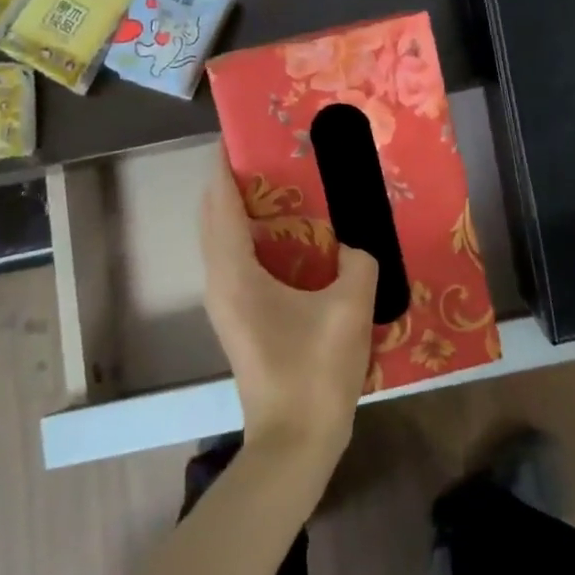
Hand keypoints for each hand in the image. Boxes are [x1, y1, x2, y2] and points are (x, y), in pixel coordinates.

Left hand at [199, 150, 378, 465]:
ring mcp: (227, 304)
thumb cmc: (315, 371)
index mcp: (235, 272)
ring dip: (246, 211)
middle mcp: (221, 282)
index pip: (219, 202)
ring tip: (286, 187)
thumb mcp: (350, 307)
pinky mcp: (241, 320)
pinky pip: (240, 262)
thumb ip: (359, 262)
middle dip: (236, 182)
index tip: (243, 133)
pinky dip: (257, 239)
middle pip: (215, 217)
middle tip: (276, 156)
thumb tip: (357, 247)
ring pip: (225, 241)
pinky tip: (297, 240)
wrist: (295, 441)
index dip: (225, 164)